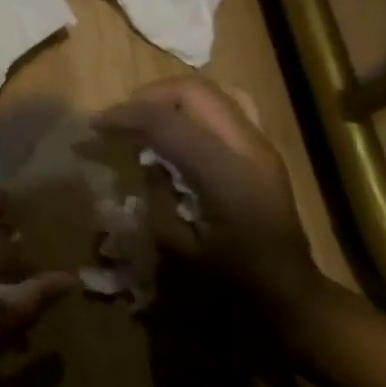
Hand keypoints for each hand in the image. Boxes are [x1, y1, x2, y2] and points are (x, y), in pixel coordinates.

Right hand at [95, 76, 327, 315]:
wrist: (290, 296)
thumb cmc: (231, 283)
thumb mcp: (179, 249)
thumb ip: (157, 195)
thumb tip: (142, 159)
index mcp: (226, 175)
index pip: (168, 121)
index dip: (126, 115)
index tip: (95, 125)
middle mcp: (247, 148)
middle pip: (193, 91)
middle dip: (148, 97)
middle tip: (119, 120)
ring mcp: (259, 145)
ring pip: (209, 93)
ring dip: (169, 100)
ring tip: (143, 123)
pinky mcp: (261, 150)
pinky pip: (221, 109)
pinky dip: (188, 111)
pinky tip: (173, 137)